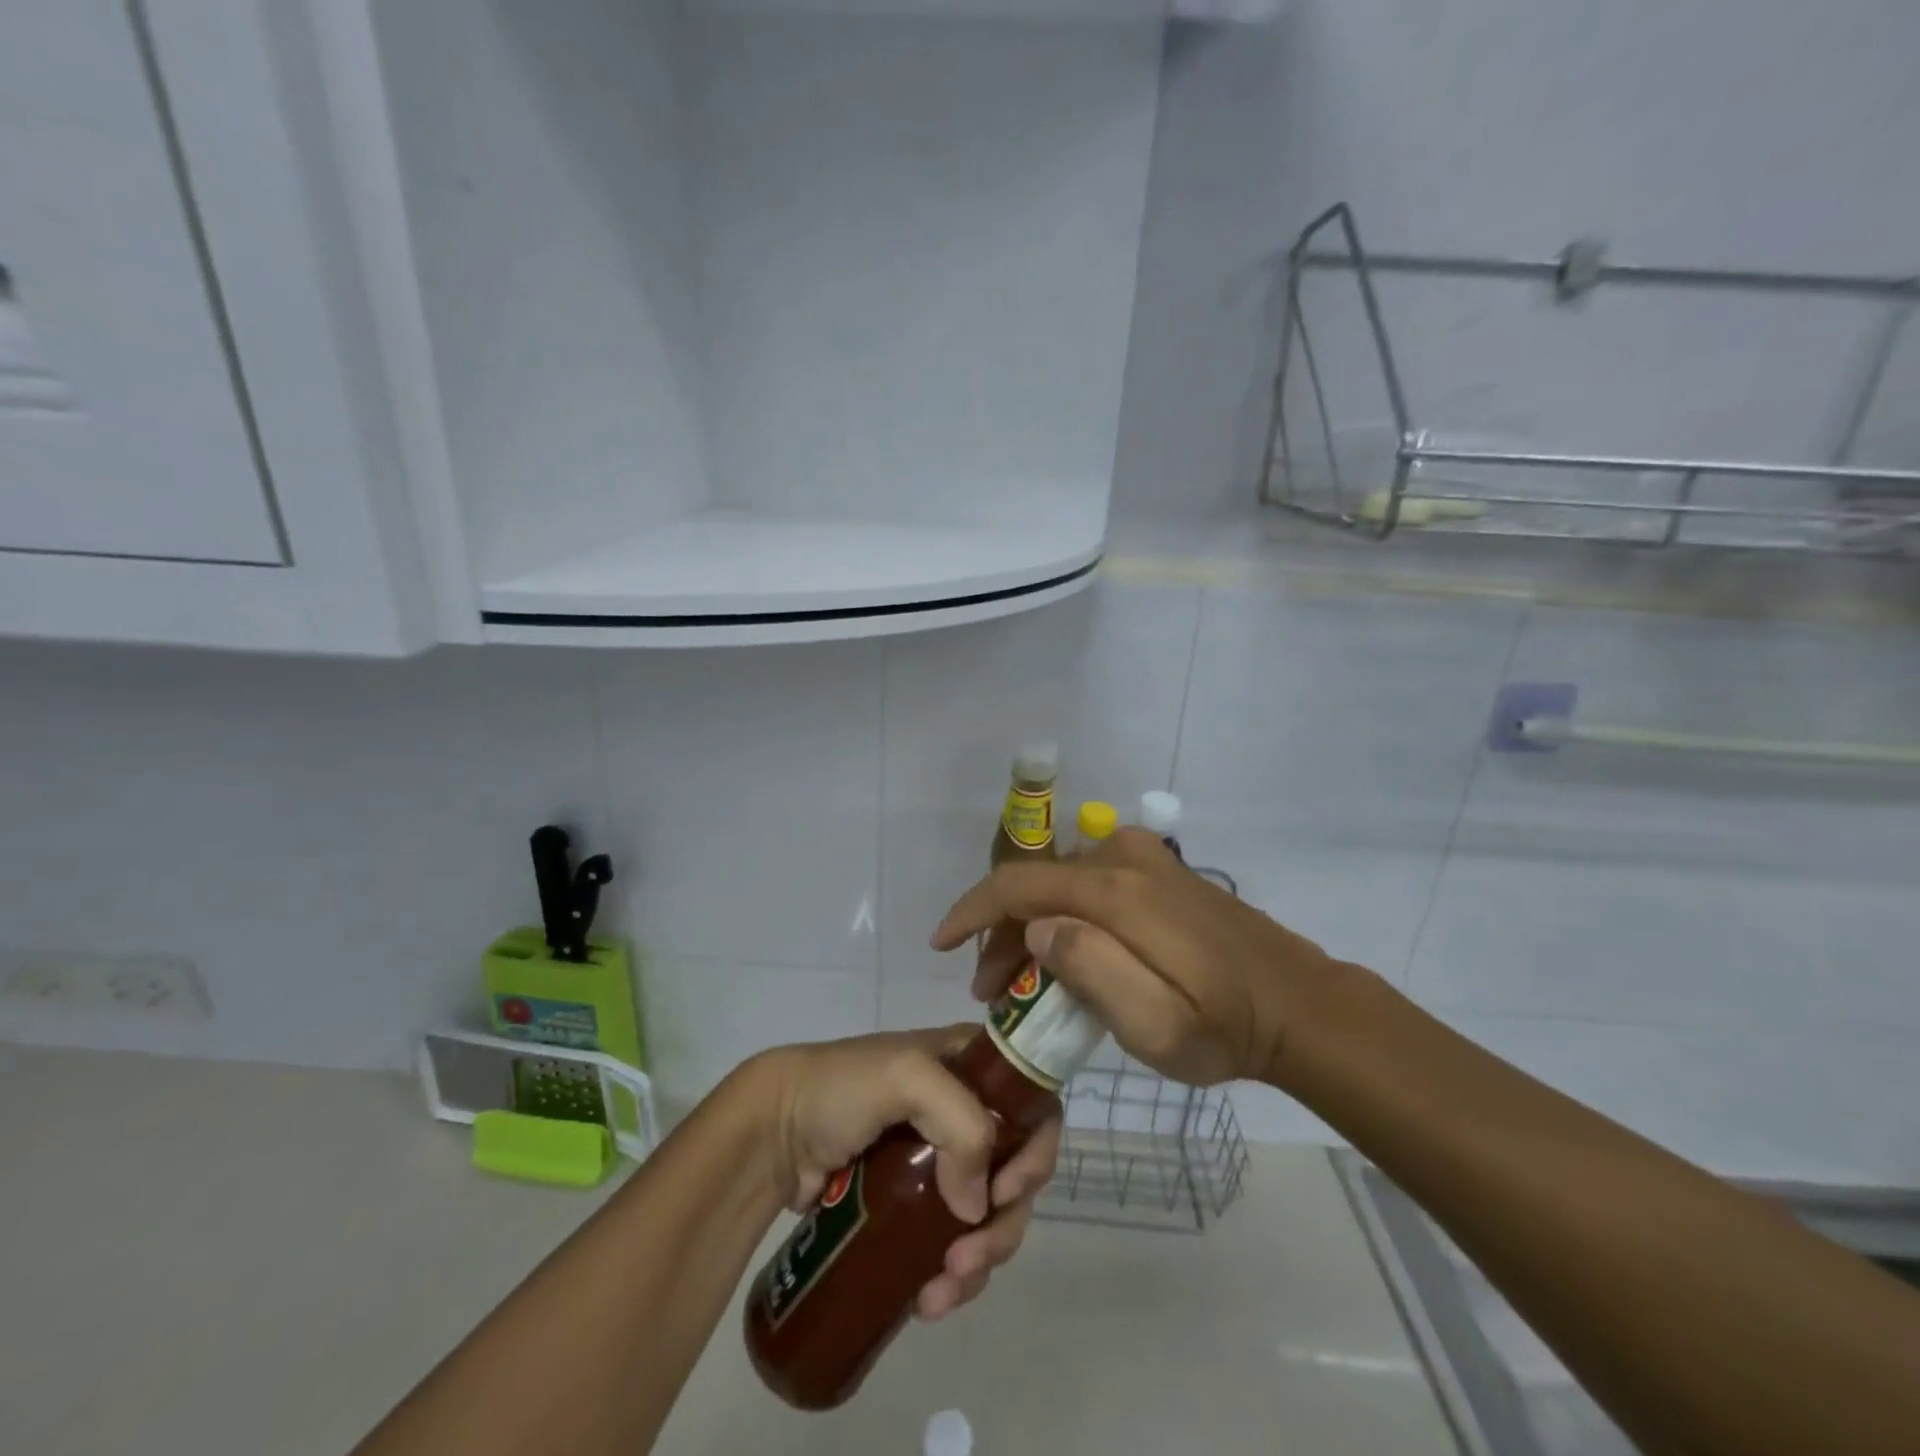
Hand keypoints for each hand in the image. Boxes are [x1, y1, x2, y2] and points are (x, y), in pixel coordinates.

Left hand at [751, 1027, 1061, 1321]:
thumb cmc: (841, 1089)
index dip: (1036, 1151)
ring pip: (988, 1217)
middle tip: (967, 1260)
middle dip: (1004, 1225)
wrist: (773, 1130)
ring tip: (940, 1294)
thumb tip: (975, 1208)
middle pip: (1016, 1172)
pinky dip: (953, 1276)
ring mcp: (939, 1162)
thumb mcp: (907, 1078)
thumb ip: (960, 1124)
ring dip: (980, 1262)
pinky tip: (928, 1300)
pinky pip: (954, 1244)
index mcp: (970, 1067)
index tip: (1007, 1191)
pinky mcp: (912, 1206)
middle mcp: (965, 1111)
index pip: (1033, 1105)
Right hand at [933, 827, 1348, 1086]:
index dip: (971, 910)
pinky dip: (1064, 910)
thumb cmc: (1226, 1027)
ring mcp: (1147, 860)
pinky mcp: (1161, 872)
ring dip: (1032, 922)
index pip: (1020, 884)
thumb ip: (1093, 970)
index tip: (940, 944)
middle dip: (1002, 931)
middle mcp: (1125, 860)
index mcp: (1117, 893)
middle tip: (993, 990)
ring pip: (1061, 881)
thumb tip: (1036, 926)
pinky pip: (1090, 881)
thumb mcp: (1158, 1026)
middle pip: (1037, 882)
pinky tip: (1069, 951)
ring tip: (1025, 979)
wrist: (1300, 1005)